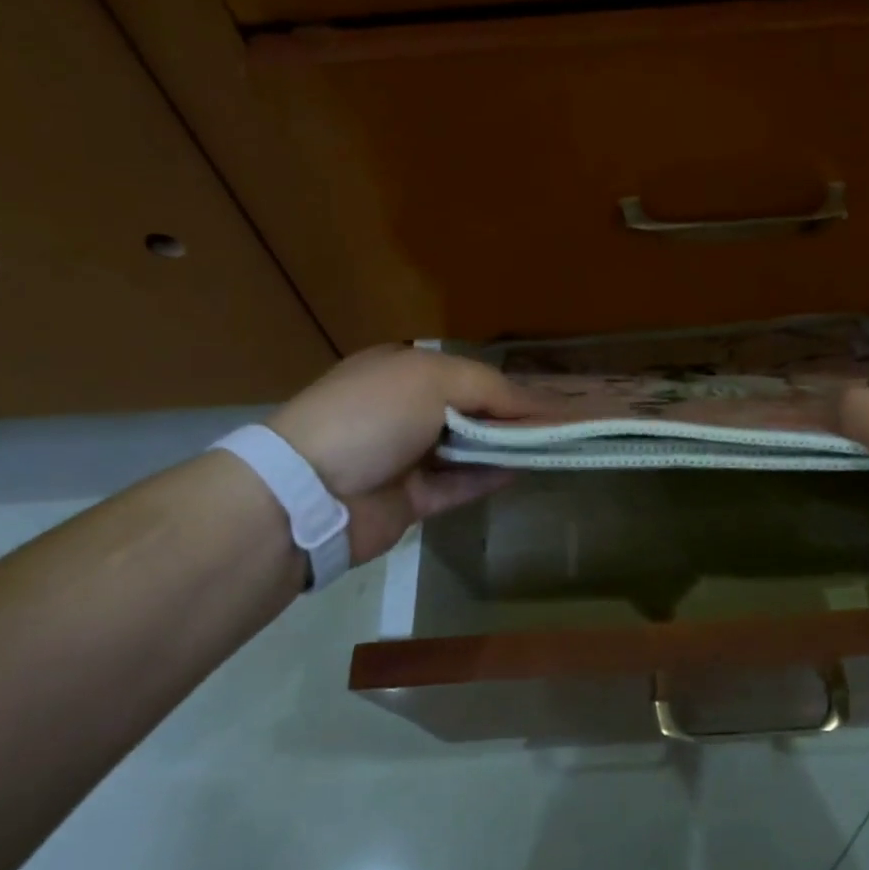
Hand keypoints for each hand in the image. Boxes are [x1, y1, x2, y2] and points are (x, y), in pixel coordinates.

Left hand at [266, 345, 551, 563]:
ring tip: (550, 447)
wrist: (310, 492)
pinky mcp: (409, 499)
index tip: (551, 399)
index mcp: (402, 370)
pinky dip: (487, 478)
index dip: (509, 386)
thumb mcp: (432, 379)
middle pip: (470, 411)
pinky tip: (521, 471)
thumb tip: (537, 406)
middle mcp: (403, 410)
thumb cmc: (372, 415)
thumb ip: (490, 388)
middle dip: (510, 417)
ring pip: (467, 449)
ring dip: (504, 447)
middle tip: (558, 426)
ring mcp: (405, 456)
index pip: (467, 374)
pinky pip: (457, 485)